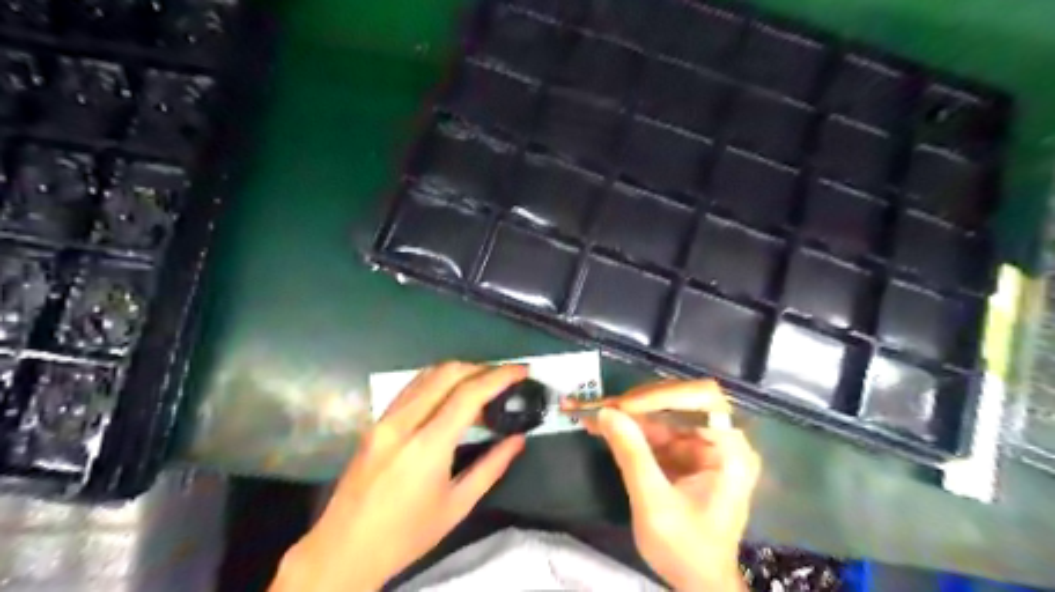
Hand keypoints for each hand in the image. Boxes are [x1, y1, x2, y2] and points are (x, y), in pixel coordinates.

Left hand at [272, 360, 527, 590]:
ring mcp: (384, 419)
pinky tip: (451, 394)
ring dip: (459, 371)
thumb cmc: (406, 535)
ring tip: (482, 383)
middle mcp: (403, 423)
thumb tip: (517, 440)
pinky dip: (437, 381)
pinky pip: (411, 388)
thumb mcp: (457, 506)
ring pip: (427, 375)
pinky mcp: (375, 422)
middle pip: (447, 373)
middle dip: (481, 368)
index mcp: (427, 446)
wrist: (343, 550)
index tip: (521, 370)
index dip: (499, 376)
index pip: (468, 394)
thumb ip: (491, 467)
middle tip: (504, 377)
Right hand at [570, 380, 757, 591]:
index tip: (622, 406)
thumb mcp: (655, 505)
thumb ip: (632, 456)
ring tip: (589, 411)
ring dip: (625, 412)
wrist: (697, 582)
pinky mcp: (684, 451)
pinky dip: (627, 426)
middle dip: (636, 403)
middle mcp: (721, 438)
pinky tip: (600, 424)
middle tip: (599, 406)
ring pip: (661, 412)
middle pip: (679, 401)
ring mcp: (702, 443)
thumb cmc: (686, 550)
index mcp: (731, 451)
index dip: (661, 396)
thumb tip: (606, 413)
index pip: (702, 400)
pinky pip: (654, 428)